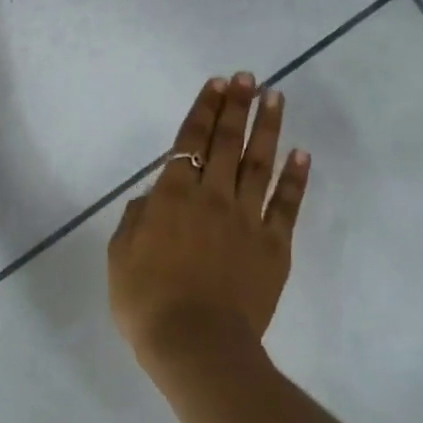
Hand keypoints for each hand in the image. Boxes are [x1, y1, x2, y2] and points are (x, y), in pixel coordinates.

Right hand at [108, 73, 310, 380]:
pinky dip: (295, 178)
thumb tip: (153, 197)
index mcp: (172, 197)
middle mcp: (213, 198)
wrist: (196, 345)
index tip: (217, 84)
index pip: (190, 141)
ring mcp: (247, 220)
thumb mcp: (121, 257)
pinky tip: (301, 154)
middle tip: (249, 78)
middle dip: (237, 107)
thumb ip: (136, 219)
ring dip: (268, 129)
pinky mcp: (274, 246)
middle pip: (227, 143)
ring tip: (275, 98)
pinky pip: (286, 205)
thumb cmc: (147, 302)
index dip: (204, 110)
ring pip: (260, 164)